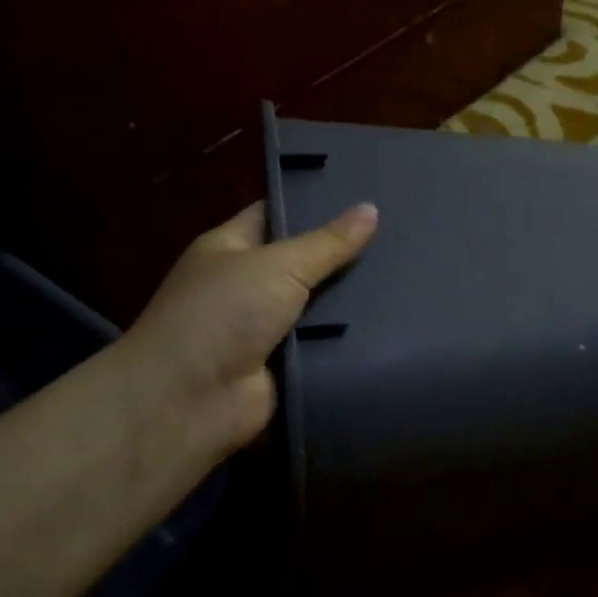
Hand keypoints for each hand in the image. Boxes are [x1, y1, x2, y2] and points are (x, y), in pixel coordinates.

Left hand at [116, 199, 377, 473]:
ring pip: (320, 308)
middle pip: (304, 264)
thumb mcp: (278, 265)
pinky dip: (352, 342)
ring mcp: (267, 330)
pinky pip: (325, 348)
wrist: (190, 400)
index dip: (315, 206)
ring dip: (354, 302)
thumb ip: (328, 242)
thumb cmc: (223, 313)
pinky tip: (395, 326)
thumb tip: (371, 208)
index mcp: (231, 249)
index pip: (276, 216)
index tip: (365, 196)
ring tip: (407, 281)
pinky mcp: (286, 367)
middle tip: (400, 241)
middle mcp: (247, 286)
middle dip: (344, 256)